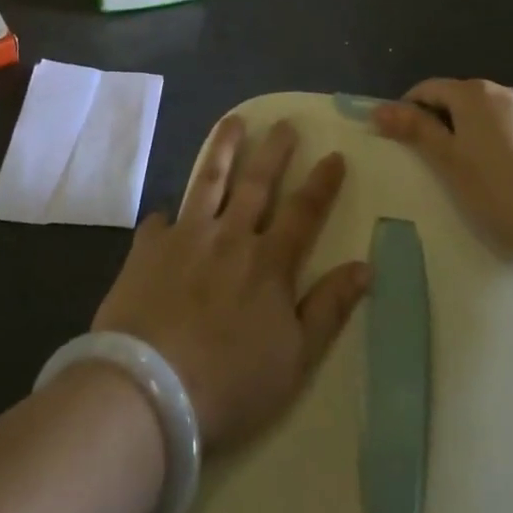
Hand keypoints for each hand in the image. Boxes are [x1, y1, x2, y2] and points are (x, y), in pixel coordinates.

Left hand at [92, 117, 370, 451]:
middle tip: (285, 123)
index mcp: (269, 262)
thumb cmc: (231, 383)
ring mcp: (185, 238)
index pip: (303, 211)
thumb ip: (329, 308)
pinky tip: (166, 213)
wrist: (148, 391)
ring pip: (208, 181)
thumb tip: (365, 266)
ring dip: (223, 149)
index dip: (322, 183)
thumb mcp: (296, 358)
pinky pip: (159, 221)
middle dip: (274, 150)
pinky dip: (167, 215)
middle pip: (257, 183)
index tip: (334, 155)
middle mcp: (230, 237)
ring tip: (232, 121)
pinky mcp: (147, 250)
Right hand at [371, 79, 512, 260]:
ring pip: (497, 114)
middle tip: (438, 159)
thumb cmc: (499, 190)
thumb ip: (416, 130)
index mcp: (474, 95)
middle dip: (446, 120)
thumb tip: (380, 109)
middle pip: (464, 99)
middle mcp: (507, 92)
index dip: (409, 109)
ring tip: (480, 169)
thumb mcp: (448, 163)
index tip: (402, 138)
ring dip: (481, 130)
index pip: (429, 89)